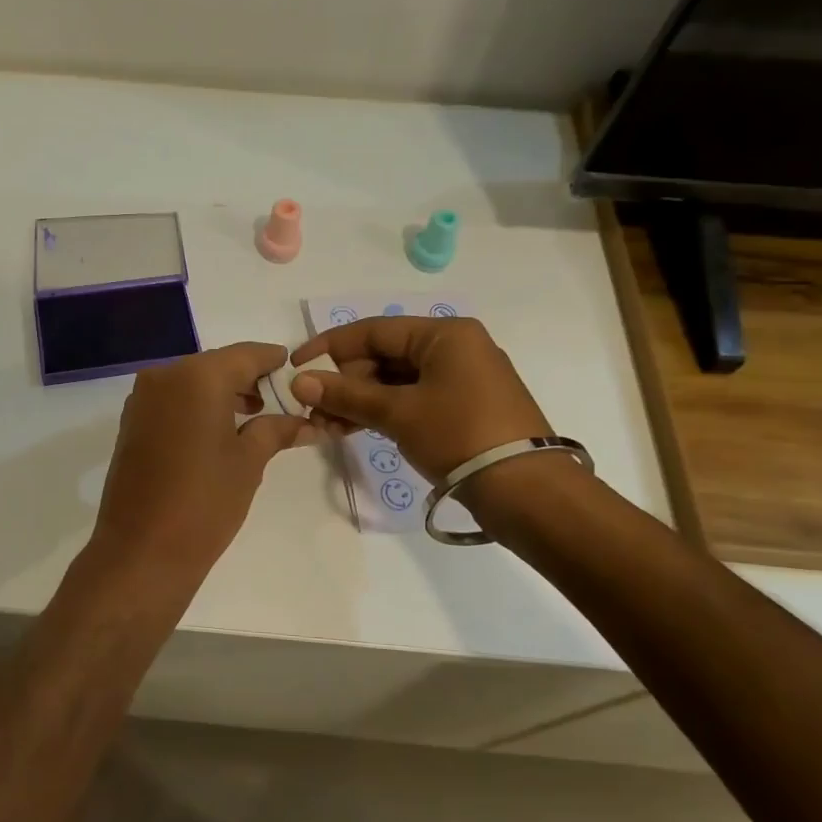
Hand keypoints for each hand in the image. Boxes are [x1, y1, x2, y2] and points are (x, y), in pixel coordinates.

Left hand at [87, 343, 316, 593]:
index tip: (294, 369)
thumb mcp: (249, 462)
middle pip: (216, 365)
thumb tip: (306, 421)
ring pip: (191, 382)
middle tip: (278, 400)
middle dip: (247, 379)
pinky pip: (171, 401)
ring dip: (221, 393)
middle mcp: (164, 376)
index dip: (273, 361)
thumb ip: (276, 429)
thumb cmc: (205, 501)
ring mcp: (142, 400)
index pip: (246, 355)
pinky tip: (216, 431)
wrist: (142, 550)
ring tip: (253, 417)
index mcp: (197, 376)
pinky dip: (196, 407)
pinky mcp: (131, 423)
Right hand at [288, 316, 550, 483]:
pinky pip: (411, 399)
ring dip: (359, 401)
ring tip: (328, 426)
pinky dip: (382, 412)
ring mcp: (460, 379)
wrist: (526, 490)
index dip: (329, 347)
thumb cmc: (460, 435)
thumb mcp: (398, 413)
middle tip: (314, 411)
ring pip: (394, 381)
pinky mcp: (462, 407)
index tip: (296, 367)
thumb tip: (299, 382)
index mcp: (444, 334)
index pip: (373, 330)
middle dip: (344, 382)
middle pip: (383, 355)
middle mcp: (454, 348)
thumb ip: (346, 395)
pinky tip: (353, 429)